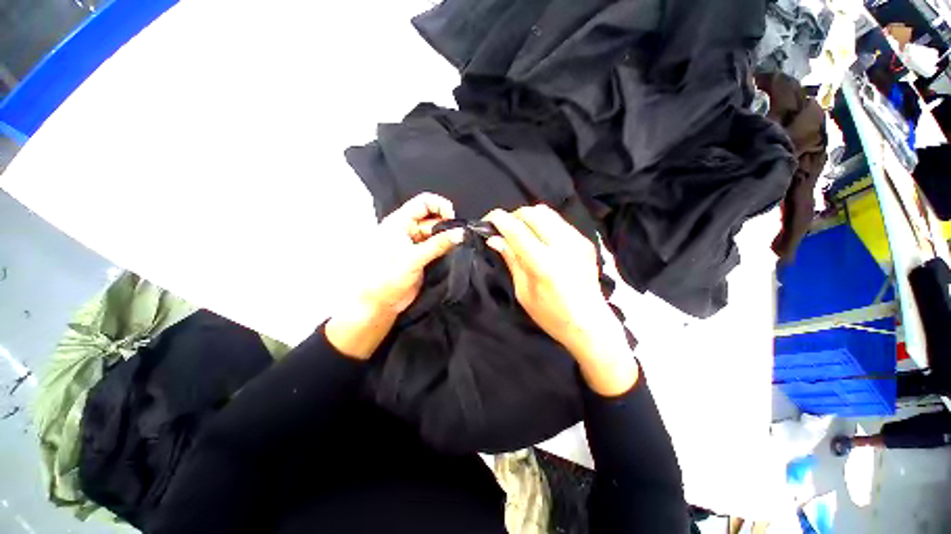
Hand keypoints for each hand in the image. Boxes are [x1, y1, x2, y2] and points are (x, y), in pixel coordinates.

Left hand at [327, 193, 463, 358]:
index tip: (453, 220)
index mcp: (400, 222)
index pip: (424, 202)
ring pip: (437, 233)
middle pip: (433, 218)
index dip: (440, 206)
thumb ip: (438, 245)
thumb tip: (461, 233)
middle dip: (448, 224)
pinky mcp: (423, 256)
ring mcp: (416, 243)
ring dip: (449, 237)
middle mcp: (409, 229)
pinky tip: (454, 251)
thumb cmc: (387, 278)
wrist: (380, 303)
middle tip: (460, 236)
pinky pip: (438, 246)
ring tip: (459, 244)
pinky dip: (447, 247)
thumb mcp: (413, 259)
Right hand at [484, 205, 637, 394]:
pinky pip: (558, 221)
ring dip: (527, 217)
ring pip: (546, 212)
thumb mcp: (524, 292)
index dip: (498, 220)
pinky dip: (542, 223)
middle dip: (513, 216)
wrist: (591, 324)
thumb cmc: (552, 316)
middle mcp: (563, 245)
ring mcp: (577, 240)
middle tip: (502, 229)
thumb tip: (494, 239)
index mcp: (544, 264)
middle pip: (532, 213)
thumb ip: (512, 260)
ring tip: (519, 232)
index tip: (486, 221)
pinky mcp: (585, 240)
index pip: (516, 229)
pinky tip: (538, 238)